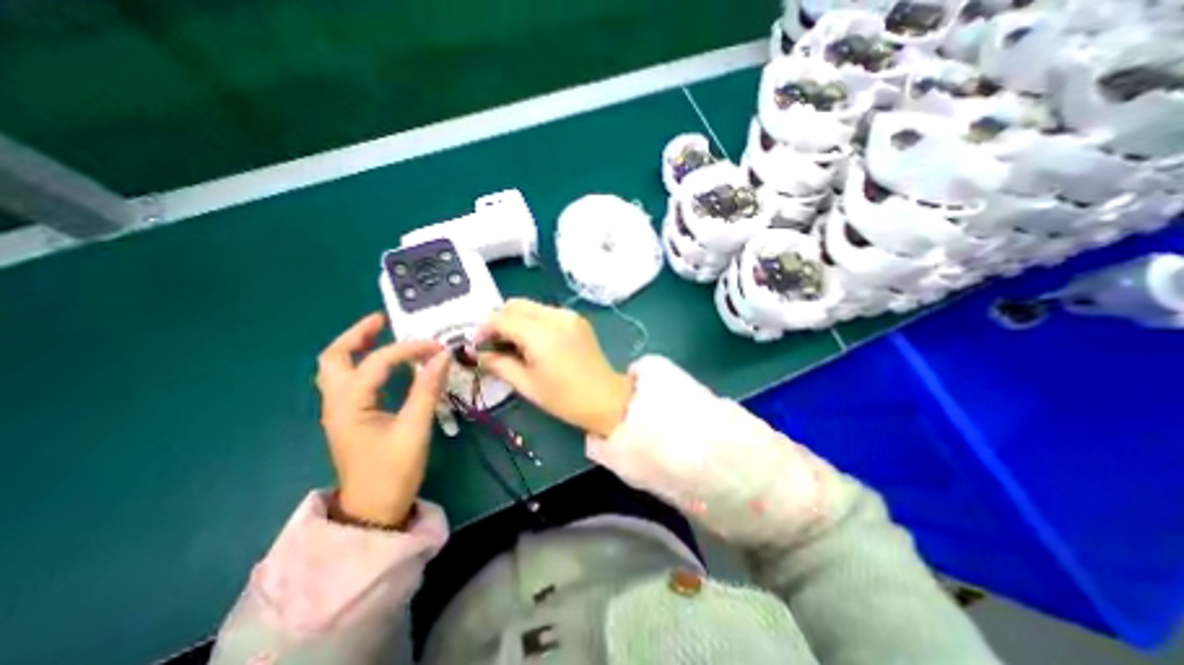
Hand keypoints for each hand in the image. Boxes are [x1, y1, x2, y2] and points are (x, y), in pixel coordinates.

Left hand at [316, 314, 451, 526]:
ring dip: (356, 347)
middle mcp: (337, 403)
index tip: (437, 348)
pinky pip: (350, 381)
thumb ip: (427, 390)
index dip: (408, 350)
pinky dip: (364, 364)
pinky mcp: (351, 417)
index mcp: (350, 405)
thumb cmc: (393, 472)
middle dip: (357, 335)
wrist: (373, 511)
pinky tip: (385, 364)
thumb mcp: (414, 429)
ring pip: (336, 369)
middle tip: (383, 320)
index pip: (377, 362)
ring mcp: (341, 411)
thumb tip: (443, 356)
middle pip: (333, 358)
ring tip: (382, 334)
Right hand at [474, 298, 632, 434]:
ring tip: (515, 346)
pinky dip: (534, 322)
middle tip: (495, 345)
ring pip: (531, 306)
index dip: (484, 329)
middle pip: (515, 305)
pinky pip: (547, 312)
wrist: (606, 399)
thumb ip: (499, 365)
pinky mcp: (577, 319)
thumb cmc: (565, 398)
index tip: (477, 346)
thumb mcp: (527, 385)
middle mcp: (554, 316)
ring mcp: (568, 315)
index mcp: (540, 334)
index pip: (501, 318)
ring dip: (516, 320)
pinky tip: (535, 343)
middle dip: (499, 321)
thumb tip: (477, 355)